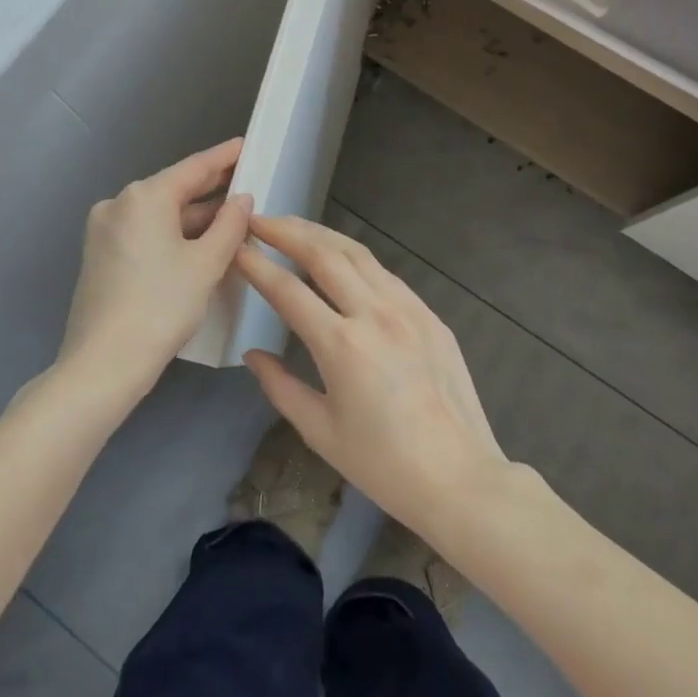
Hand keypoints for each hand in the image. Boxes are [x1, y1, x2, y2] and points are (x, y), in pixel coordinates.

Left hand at [57, 139, 252, 404]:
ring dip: (194, 216)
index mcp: (144, 196)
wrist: (103, 364)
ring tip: (232, 215)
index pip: (194, 168)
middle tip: (246, 181)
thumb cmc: (162, 306)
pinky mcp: (101, 254)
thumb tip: (242, 199)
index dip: (224, 157)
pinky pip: (145, 231)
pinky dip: (173, 233)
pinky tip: (200, 241)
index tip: (246, 144)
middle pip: (174, 189)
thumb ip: (230, 225)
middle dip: (210, 189)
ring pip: (159, 213)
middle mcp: (119, 203)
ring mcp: (105, 229)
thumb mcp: (206, 264)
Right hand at [237, 216, 508, 534]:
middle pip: (324, 254)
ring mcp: (407, 308)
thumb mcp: (320, 432)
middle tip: (259, 219)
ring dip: (321, 234)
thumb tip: (254, 354)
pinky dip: (355, 257)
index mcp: (342, 345)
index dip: (258, 264)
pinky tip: (342, 259)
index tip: (237, 245)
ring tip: (294, 226)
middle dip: (287, 231)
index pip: (288, 290)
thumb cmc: (383, 464)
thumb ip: (281, 387)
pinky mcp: (429, 314)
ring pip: (358, 253)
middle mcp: (374, 314)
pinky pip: (385, 273)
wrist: (460, 477)